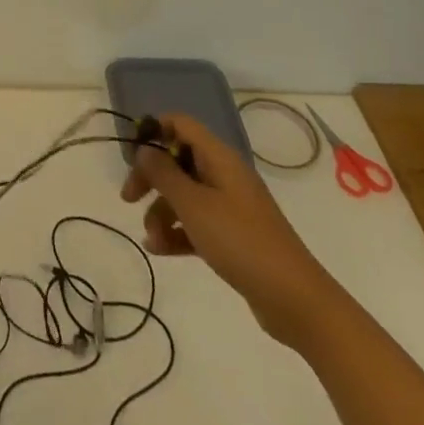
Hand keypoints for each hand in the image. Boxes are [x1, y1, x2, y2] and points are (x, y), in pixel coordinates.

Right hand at [121, 113, 343, 348]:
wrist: (295, 300)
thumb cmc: (240, 241)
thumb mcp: (193, 205)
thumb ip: (164, 174)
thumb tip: (144, 150)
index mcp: (219, 158)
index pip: (181, 125)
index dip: (154, 131)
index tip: (132, 153)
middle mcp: (224, 175)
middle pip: (178, 161)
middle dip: (151, 178)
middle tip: (128, 198)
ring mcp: (230, 207)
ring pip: (184, 195)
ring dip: (161, 212)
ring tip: (152, 239)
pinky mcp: (233, 236)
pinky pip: (196, 223)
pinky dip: (177, 232)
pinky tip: (159, 250)